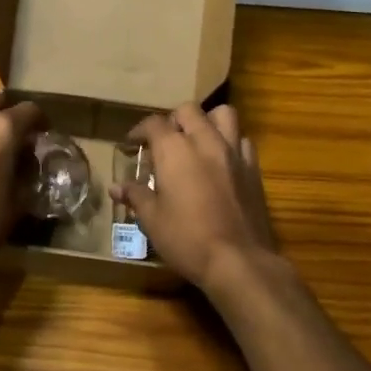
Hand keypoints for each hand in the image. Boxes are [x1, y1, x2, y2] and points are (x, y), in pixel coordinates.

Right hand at [110, 104, 287, 296]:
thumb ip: (135, 196)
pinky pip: (242, 141)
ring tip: (198, 141)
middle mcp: (205, 141)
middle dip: (173, 120)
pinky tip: (222, 162)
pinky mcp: (254, 168)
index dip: (139, 131)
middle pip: (188, 110)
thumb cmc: (186, 238)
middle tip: (165, 142)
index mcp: (175, 149)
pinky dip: (230, 143)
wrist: (238, 260)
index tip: (132, 145)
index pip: (153, 124)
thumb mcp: (152, 219)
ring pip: (223, 115)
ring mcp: (233, 152)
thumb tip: (116, 187)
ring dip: (207, 122)